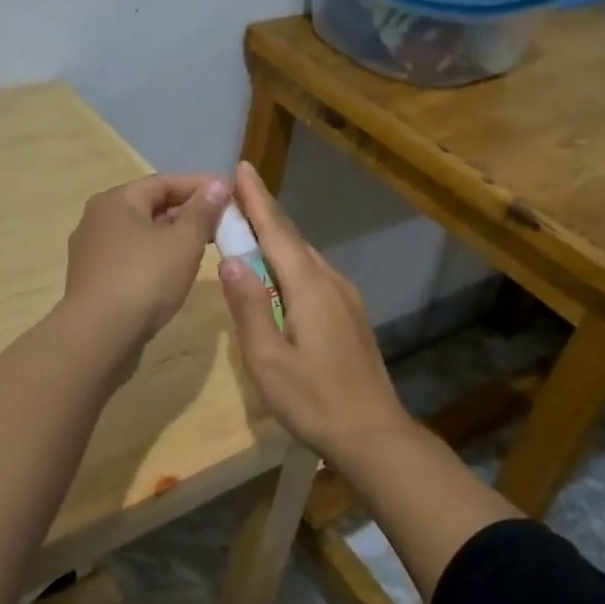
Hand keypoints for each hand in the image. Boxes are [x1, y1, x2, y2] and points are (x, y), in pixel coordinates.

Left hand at [62, 173, 229, 350]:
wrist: (99, 336)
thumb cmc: (144, 279)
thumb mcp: (183, 242)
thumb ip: (203, 211)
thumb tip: (219, 184)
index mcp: (116, 200)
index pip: (164, 182)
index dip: (200, 185)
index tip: (231, 193)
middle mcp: (98, 219)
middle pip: (151, 206)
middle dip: (188, 212)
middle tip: (223, 222)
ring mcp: (93, 251)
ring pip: (142, 234)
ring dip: (174, 236)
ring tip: (207, 245)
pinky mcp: (95, 279)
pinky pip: (132, 258)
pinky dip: (158, 257)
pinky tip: (177, 271)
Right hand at [216, 161, 409, 456]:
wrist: (374, 435)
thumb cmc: (314, 400)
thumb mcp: (267, 359)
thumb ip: (248, 307)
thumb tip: (230, 260)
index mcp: (309, 287)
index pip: (278, 232)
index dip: (258, 199)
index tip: (242, 168)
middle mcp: (331, 282)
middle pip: (292, 239)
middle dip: (264, 215)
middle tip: (234, 198)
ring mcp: (346, 299)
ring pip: (305, 258)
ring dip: (277, 240)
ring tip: (249, 230)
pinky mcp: (350, 316)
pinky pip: (313, 276)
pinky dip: (290, 264)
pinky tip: (277, 276)